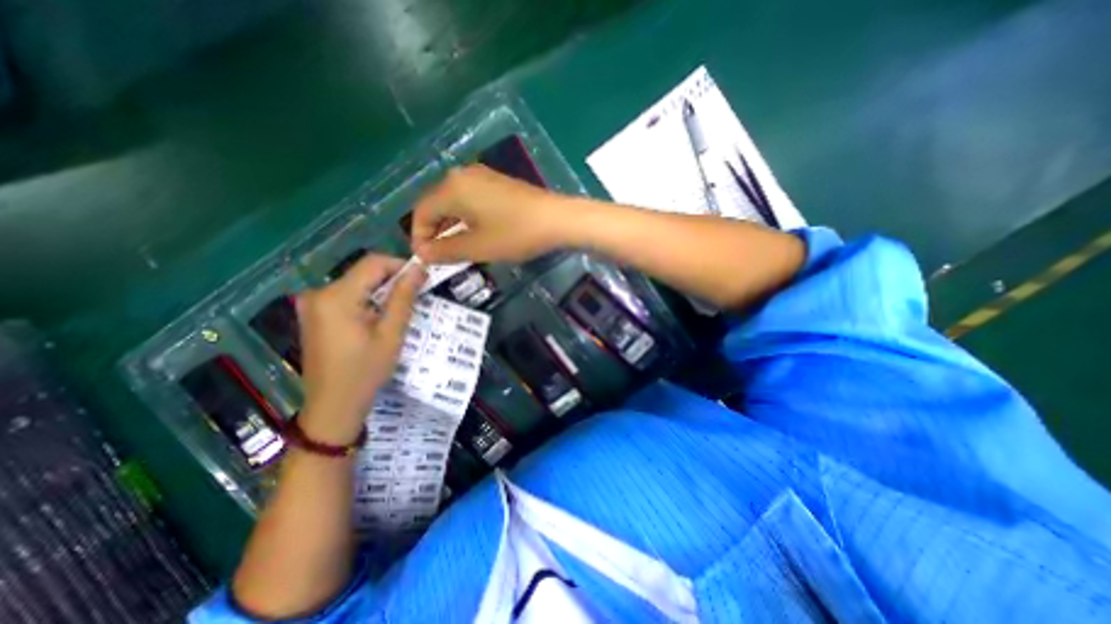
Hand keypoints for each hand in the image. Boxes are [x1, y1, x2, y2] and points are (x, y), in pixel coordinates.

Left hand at [294, 257, 425, 445]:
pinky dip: (368, 300)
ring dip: (381, 291)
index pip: (373, 263)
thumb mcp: (392, 333)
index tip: (422, 280)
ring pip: (357, 283)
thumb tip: (419, 269)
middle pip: (364, 272)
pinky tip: (379, 319)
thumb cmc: (366, 371)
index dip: (401, 266)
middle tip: (415, 297)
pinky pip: (347, 296)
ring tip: (399, 311)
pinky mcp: (314, 314)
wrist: (333, 406)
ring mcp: (312, 304)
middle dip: (392, 280)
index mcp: (336, 296)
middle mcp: (319, 293)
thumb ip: (404, 297)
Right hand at [410, 164, 581, 262]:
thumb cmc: (515, 234)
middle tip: (440, 257)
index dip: (419, 237)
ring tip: (456, 249)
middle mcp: (462, 175)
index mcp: (452, 188)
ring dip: (451, 226)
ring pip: (454, 202)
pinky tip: (475, 234)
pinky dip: (466, 218)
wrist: (556, 219)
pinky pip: (471, 199)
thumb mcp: (478, 247)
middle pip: (436, 204)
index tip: (426, 259)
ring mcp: (482, 176)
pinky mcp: (497, 183)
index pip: (421, 211)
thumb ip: (445, 251)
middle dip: (434, 232)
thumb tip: (421, 254)